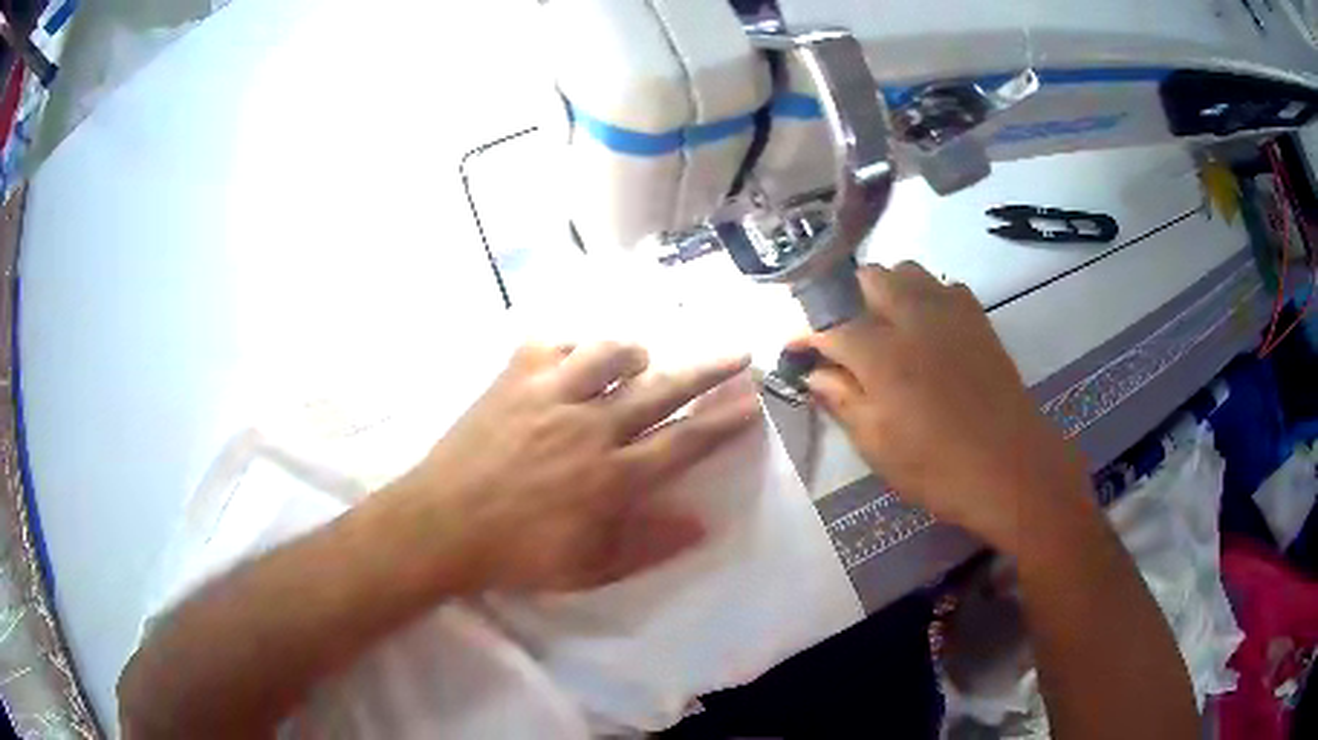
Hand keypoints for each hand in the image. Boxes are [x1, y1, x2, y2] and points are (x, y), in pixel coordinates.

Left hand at [386, 341, 757, 592]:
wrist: (442, 525)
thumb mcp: (588, 569)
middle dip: (708, 370)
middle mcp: (590, 428)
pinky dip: (571, 347)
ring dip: (634, 353)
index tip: (752, 403)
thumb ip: (647, 546)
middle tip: (737, 352)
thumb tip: (700, 524)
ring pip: (610, 354)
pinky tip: (574, 358)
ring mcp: (551, 396)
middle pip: (663, 389)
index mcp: (612, 477)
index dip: (723, 422)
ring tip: (640, 360)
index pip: (684, 443)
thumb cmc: (516, 553)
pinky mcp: (514, 380)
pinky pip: (552, 344)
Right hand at [795, 263, 1089, 553]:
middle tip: (845, 339)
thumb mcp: (877, 445)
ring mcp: (949, 312)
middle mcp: (911, 317)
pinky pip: (944, 286)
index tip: (794, 351)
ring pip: (907, 271)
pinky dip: (926, 297)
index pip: (829, 326)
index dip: (805, 336)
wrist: (1010, 467)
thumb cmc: (937, 467)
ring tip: (885, 326)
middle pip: (868, 278)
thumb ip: (842, 401)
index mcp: (880, 353)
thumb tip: (814, 374)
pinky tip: (928, 330)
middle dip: (847, 301)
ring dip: (887, 290)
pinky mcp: (977, 318)